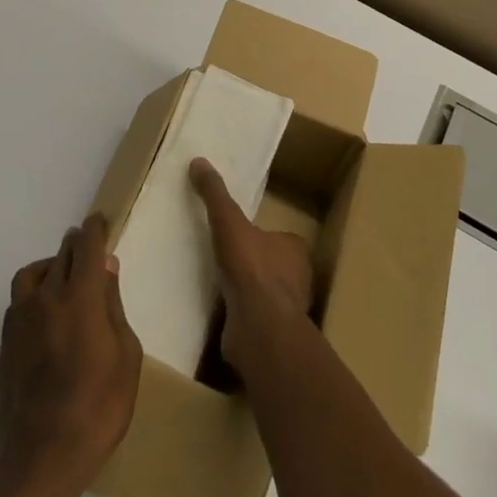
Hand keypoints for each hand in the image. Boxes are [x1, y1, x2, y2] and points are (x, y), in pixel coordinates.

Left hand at [0, 214, 141, 496]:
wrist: (42, 457)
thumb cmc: (98, 407)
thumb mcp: (126, 356)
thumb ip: (114, 306)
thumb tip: (106, 268)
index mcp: (80, 296)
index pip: (86, 246)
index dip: (94, 229)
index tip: (100, 221)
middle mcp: (46, 297)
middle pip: (60, 254)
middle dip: (76, 246)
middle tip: (88, 252)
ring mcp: (20, 320)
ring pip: (33, 274)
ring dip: (50, 267)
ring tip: (64, 281)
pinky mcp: (5, 344)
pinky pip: (20, 302)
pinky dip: (35, 295)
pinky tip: (46, 317)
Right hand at [189, 158, 314, 365]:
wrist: (259, 328)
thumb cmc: (250, 268)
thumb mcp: (228, 221)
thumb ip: (215, 194)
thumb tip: (198, 161)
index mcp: (295, 249)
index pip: (280, 238)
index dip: (261, 236)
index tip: (239, 236)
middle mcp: (298, 279)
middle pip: (274, 266)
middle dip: (254, 264)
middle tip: (225, 260)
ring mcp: (287, 310)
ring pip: (266, 294)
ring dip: (247, 292)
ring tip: (219, 286)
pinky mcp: (273, 336)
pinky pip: (255, 319)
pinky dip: (241, 316)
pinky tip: (222, 313)